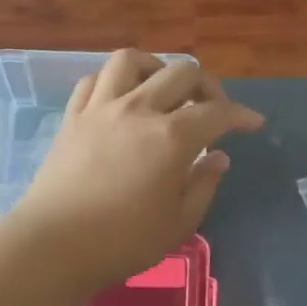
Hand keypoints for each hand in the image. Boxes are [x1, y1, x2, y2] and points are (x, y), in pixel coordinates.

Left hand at [10, 50, 265, 293]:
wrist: (53, 245)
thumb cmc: (122, 241)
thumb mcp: (178, 223)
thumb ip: (203, 184)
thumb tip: (218, 156)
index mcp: (172, 136)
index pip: (217, 111)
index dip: (241, 114)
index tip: (253, 124)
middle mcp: (139, 109)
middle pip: (181, 73)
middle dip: (207, 86)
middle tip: (212, 110)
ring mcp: (101, 108)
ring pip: (132, 60)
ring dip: (155, 67)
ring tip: (163, 90)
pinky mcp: (72, 117)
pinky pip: (94, 80)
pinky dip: (114, 81)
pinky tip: (121, 99)